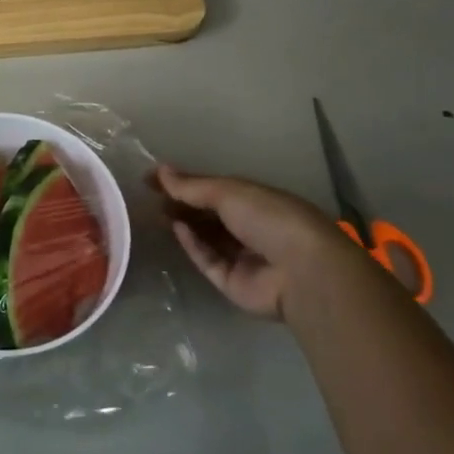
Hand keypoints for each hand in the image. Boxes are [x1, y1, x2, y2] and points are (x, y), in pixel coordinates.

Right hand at [152, 165, 354, 319]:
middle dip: (182, 204)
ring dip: (184, 223)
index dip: (186, 182)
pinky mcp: (232, 282)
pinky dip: (192, 245)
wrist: (301, 272)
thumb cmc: (270, 219)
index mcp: (256, 201)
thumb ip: (192, 185)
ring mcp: (242, 256)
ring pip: (206, 237)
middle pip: (209, 214)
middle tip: (151, 197)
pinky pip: (207, 260)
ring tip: (157, 211)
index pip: (214, 189)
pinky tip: (177, 230)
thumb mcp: (229, 192)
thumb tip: (160, 171)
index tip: (154, 178)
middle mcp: (250, 227)